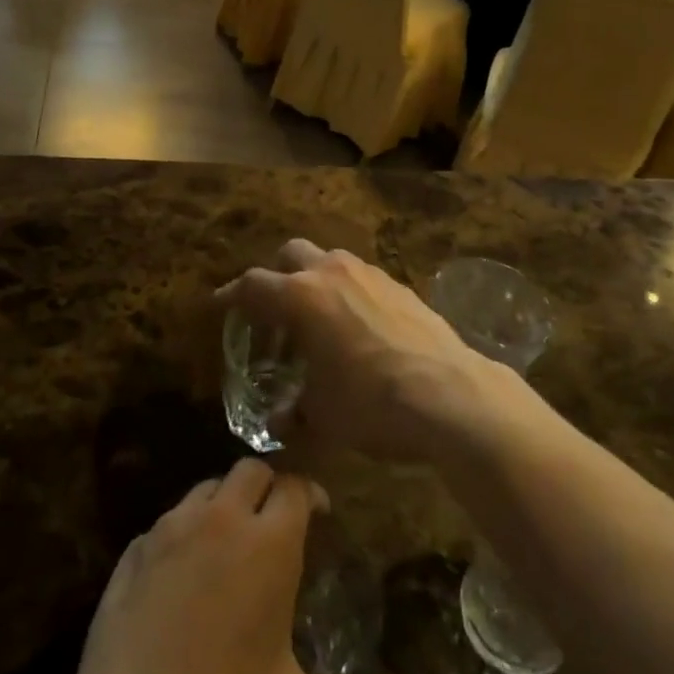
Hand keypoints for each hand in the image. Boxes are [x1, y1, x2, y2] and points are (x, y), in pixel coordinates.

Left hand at [51, 460, 363, 673]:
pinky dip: (184, 533)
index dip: (310, 494)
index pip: (295, 487)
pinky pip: (167, 522)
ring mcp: (171, 530)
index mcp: (269, 544)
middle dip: (267, 485)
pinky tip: (182, 574)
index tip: (318, 512)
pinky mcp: (133, 550)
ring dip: (224, 503)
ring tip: (227, 541)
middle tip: (273, 519)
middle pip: (250, 470)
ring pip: (206, 489)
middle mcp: (221, 520)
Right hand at [216, 240, 493, 463]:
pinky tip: (358, 329)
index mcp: (301, 297)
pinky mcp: (401, 286)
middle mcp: (332, 273)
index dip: (231, 295)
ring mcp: (371, 275)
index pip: (252, 285)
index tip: (220, 305)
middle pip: (291, 254)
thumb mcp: (322, 415)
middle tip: (274, 312)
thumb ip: (294, 410)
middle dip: (276, 276)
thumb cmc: (372, 403)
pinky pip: (362, 279)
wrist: (452, 395)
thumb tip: (281, 418)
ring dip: (315, 281)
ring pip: (330, 261)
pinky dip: (348, 293)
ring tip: (317, 321)